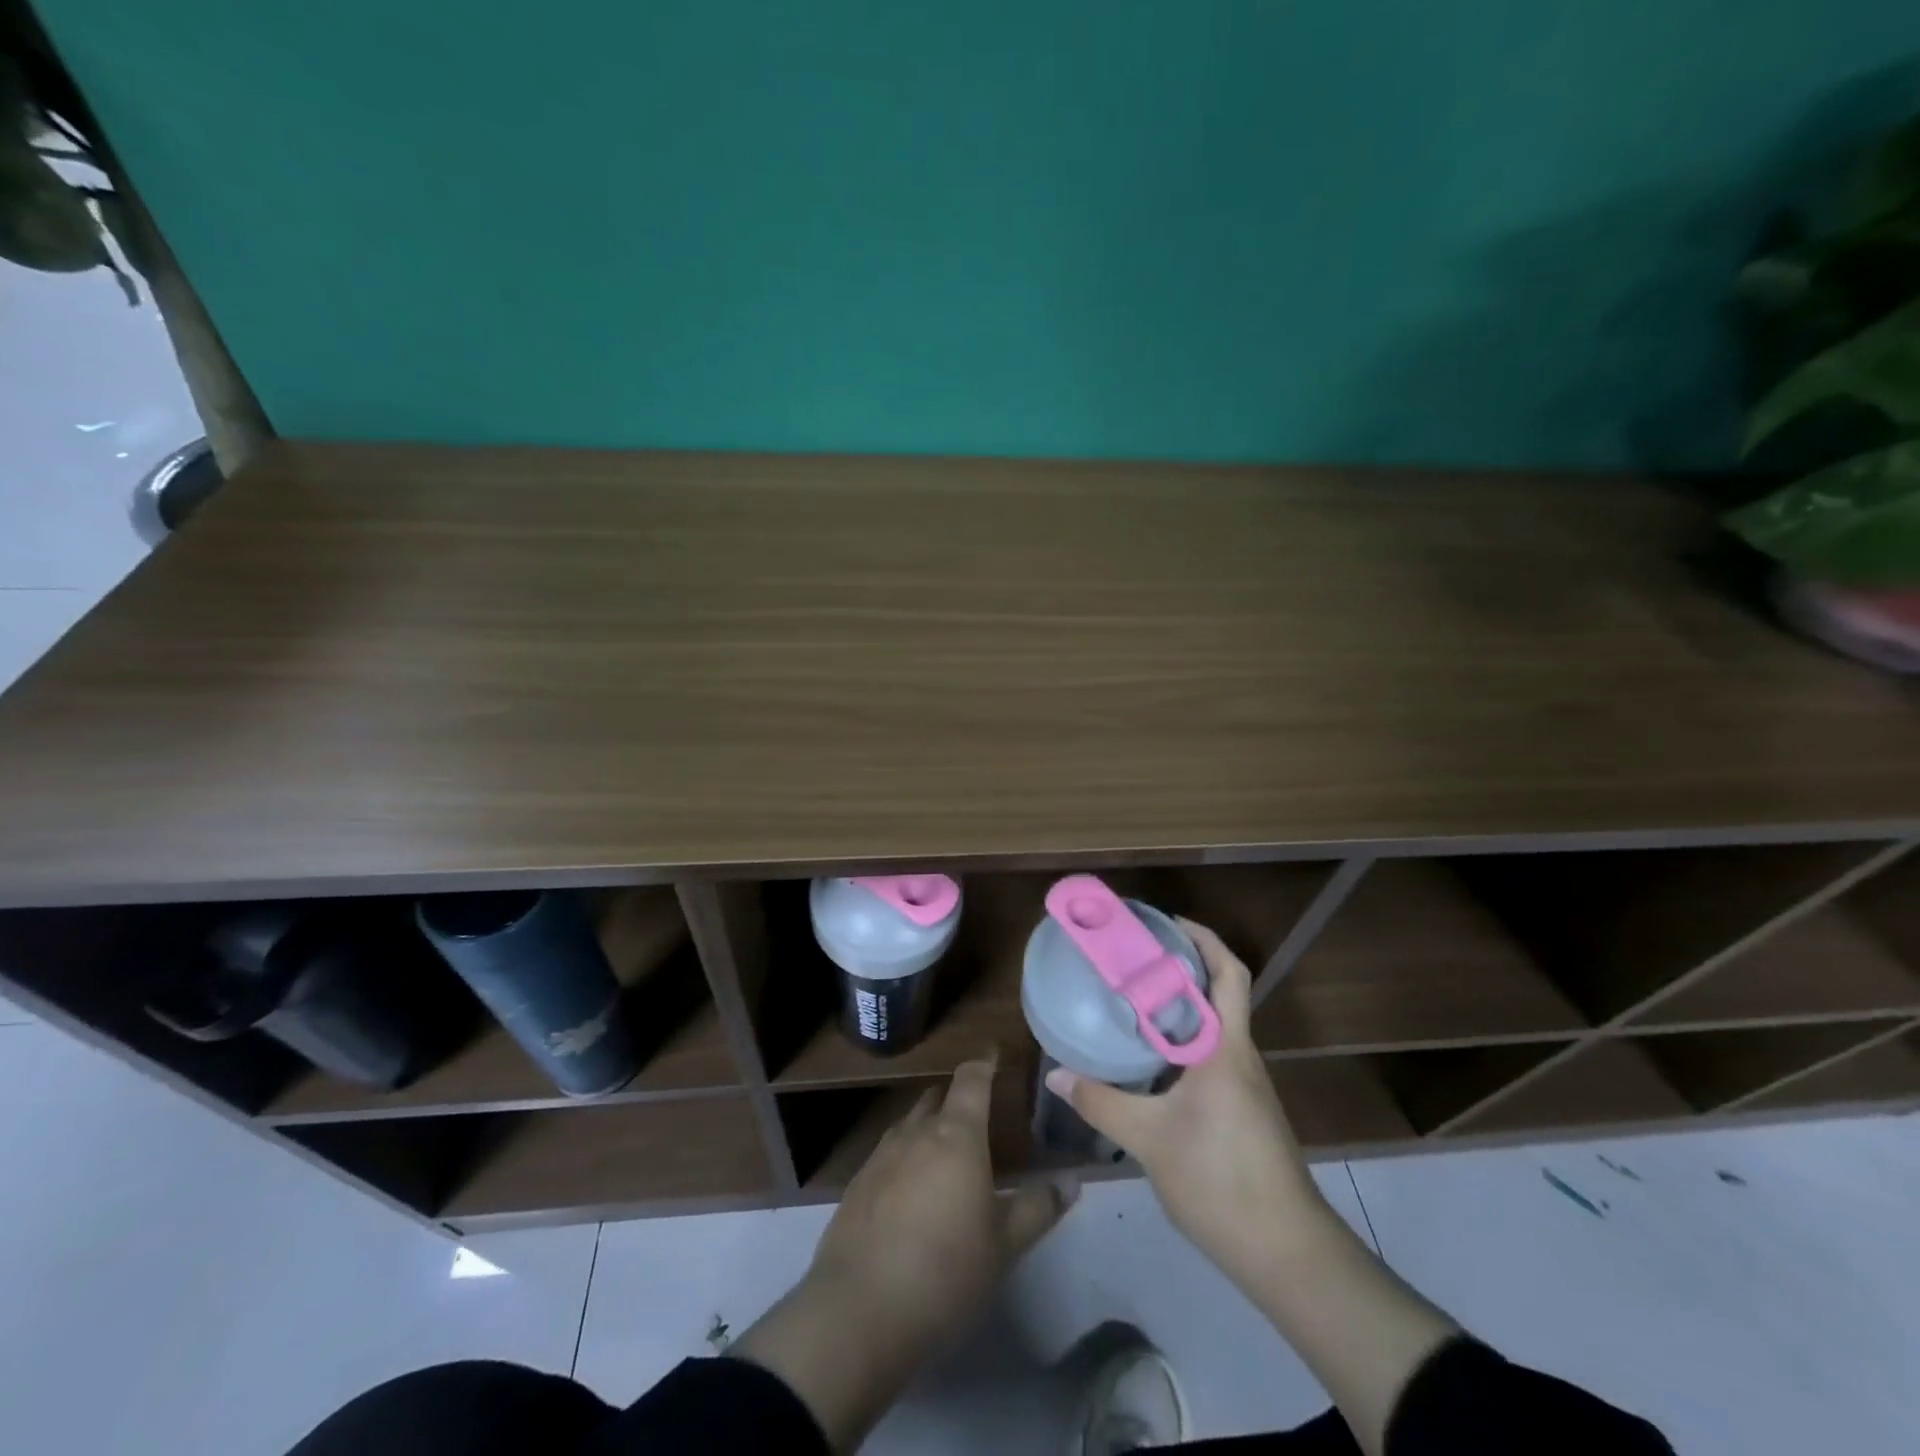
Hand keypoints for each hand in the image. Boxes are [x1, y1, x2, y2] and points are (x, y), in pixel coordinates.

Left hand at [813, 1054, 1074, 1343]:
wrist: (859, 1310)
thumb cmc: (945, 1270)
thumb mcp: (1004, 1244)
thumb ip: (1038, 1207)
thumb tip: (1072, 1181)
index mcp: (956, 1135)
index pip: (971, 1080)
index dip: (984, 1062)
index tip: (994, 1052)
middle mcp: (916, 1133)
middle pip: (937, 1098)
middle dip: (956, 1097)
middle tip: (977, 1111)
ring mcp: (881, 1156)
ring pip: (910, 1125)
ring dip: (929, 1126)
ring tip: (945, 1149)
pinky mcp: (857, 1184)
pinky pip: (888, 1154)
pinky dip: (905, 1157)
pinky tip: (910, 1189)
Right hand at [1045, 920, 1334, 1286]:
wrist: (1286, 1252)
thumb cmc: (1220, 1179)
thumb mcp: (1149, 1139)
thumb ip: (1101, 1102)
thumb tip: (1055, 1076)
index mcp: (1226, 1047)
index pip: (1227, 973)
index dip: (1202, 939)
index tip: (1164, 923)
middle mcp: (1241, 1055)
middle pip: (1219, 992)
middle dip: (1181, 966)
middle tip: (1132, 956)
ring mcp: (1246, 1085)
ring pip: (1214, 1026)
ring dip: (1180, 1005)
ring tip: (1131, 999)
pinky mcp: (1244, 1110)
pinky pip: (1211, 1056)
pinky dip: (1182, 1041)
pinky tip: (1150, 1059)